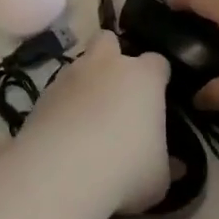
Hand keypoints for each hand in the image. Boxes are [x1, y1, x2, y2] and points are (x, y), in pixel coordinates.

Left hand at [18, 32, 169, 214]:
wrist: (62, 172)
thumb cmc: (126, 169)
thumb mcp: (160, 177)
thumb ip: (168, 164)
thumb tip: (176, 165)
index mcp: (143, 77)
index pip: (157, 62)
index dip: (158, 77)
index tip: (159, 97)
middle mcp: (106, 65)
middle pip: (110, 41)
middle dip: (114, 58)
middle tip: (118, 91)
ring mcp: (70, 75)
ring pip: (80, 64)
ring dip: (86, 82)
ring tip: (88, 117)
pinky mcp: (42, 93)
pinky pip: (58, 90)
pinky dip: (63, 104)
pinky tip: (65, 131)